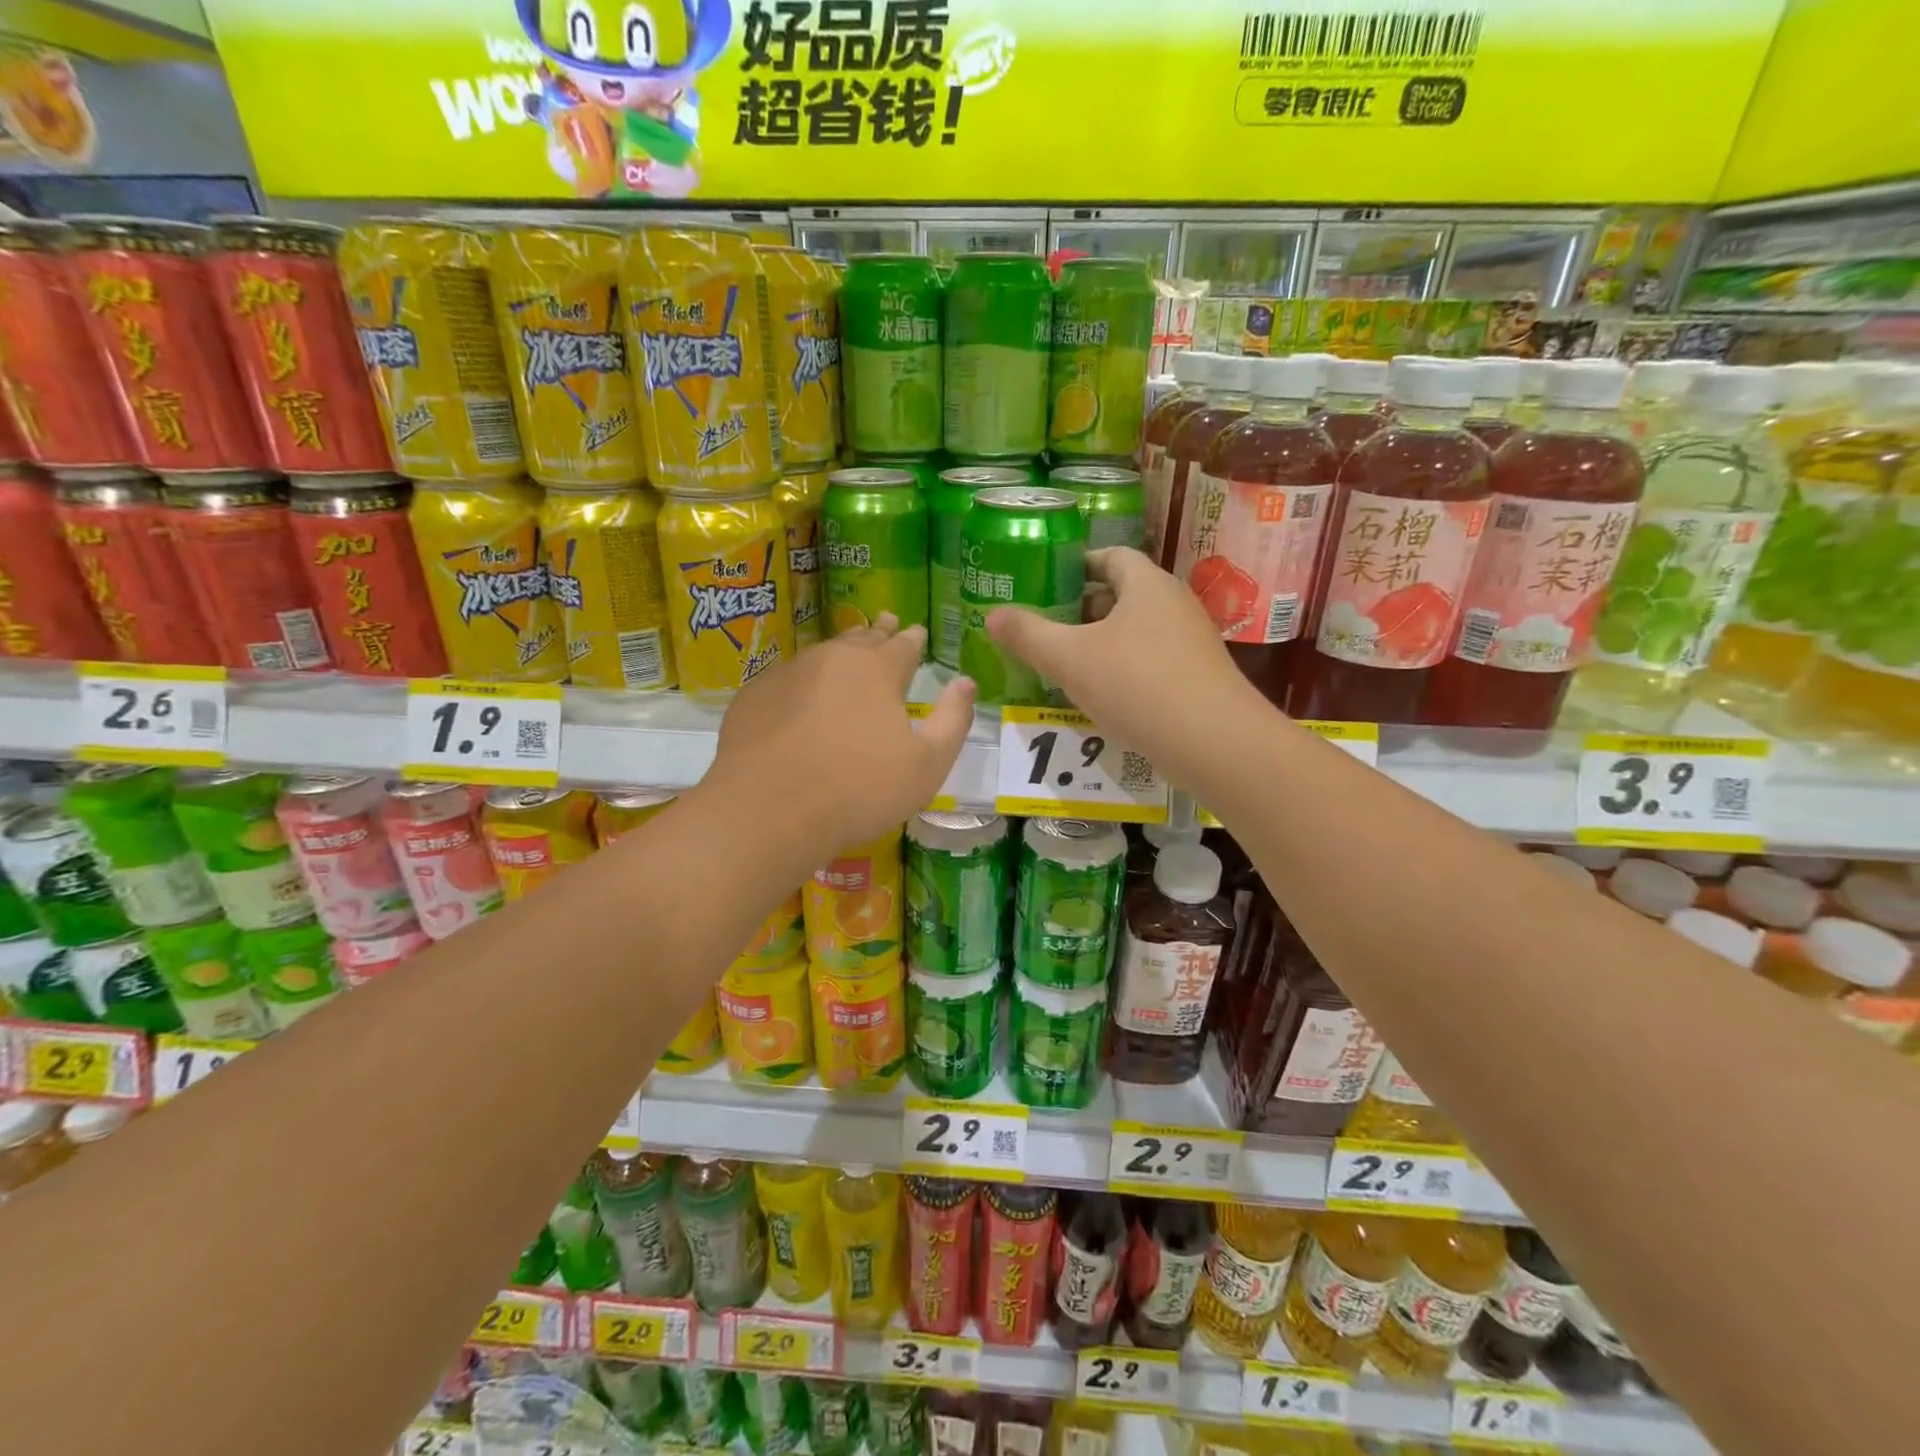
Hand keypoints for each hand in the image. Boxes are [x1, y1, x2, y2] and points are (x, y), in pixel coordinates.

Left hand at [713, 617, 974, 852]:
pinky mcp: (754, 696)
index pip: (903, 644)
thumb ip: (953, 720)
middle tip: (886, 622)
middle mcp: (833, 659)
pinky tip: (802, 694)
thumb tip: (965, 682)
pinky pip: (788, 678)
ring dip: (841, 651)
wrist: (768, 811)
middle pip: (862, 638)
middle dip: (878, 632)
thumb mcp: (927, 765)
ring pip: (823, 653)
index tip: (917, 632)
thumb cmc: (859, 791)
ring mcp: (787, 673)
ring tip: (848, 649)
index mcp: (878, 670)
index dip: (913, 639)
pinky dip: (803, 681)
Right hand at [986, 548, 1262, 787]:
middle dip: (1080, 608)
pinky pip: (1148, 661)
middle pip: (1121, 594)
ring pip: (1134, 632)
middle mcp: (1173, 605)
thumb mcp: (1070, 659)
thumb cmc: (1137, 686)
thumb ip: (1028, 635)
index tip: (1043, 581)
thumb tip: (993, 616)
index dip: (1076, 564)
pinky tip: (1097, 695)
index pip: (1110, 556)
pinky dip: (1120, 669)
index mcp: (1147, 585)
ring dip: (1098, 643)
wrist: (1214, 744)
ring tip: (1061, 662)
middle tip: (1042, 626)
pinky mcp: (1195, 678)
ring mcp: (1189, 643)